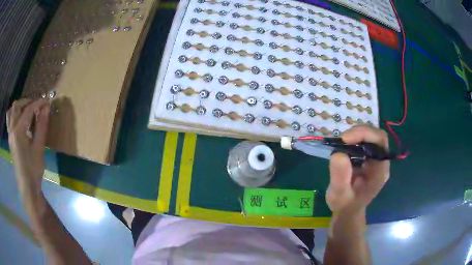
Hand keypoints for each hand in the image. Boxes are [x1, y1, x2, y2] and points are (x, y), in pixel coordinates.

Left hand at [7, 99, 49, 197]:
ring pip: (11, 111)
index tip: (47, 101)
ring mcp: (10, 134)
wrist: (27, 187)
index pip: (28, 110)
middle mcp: (12, 129)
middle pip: (17, 106)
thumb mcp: (39, 148)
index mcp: (18, 131)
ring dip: (19, 107)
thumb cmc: (33, 169)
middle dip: (28, 102)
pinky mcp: (10, 139)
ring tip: (27, 111)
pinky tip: (20, 120)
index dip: (38, 103)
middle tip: (37, 107)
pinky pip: (10, 120)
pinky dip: (15, 114)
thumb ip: (41, 126)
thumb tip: (46, 108)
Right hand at [326, 126, 389, 213]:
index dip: (365, 134)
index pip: (380, 141)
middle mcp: (381, 162)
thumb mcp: (339, 195)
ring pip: (370, 136)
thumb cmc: (344, 205)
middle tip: (341, 140)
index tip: (345, 139)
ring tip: (341, 144)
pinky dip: (354, 139)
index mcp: (380, 171)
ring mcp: (375, 160)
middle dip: (359, 133)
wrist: (348, 211)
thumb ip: (340, 177)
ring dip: (355, 135)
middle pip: (376, 136)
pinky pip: (364, 142)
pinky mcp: (369, 159)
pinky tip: (344, 148)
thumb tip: (338, 153)